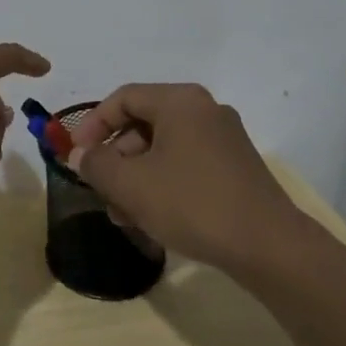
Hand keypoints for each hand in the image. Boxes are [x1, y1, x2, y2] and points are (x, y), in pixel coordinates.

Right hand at [66, 83, 309, 275]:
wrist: (269, 247)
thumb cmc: (192, 203)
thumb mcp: (131, 184)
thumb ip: (96, 164)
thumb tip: (79, 155)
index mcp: (180, 101)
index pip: (123, 98)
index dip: (92, 125)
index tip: (76, 155)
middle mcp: (204, 110)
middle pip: (143, 123)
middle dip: (114, 157)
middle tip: (99, 188)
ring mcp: (224, 139)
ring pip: (163, 148)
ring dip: (135, 176)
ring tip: (121, 214)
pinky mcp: (235, 167)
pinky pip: (185, 164)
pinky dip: (161, 183)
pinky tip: (150, 218)